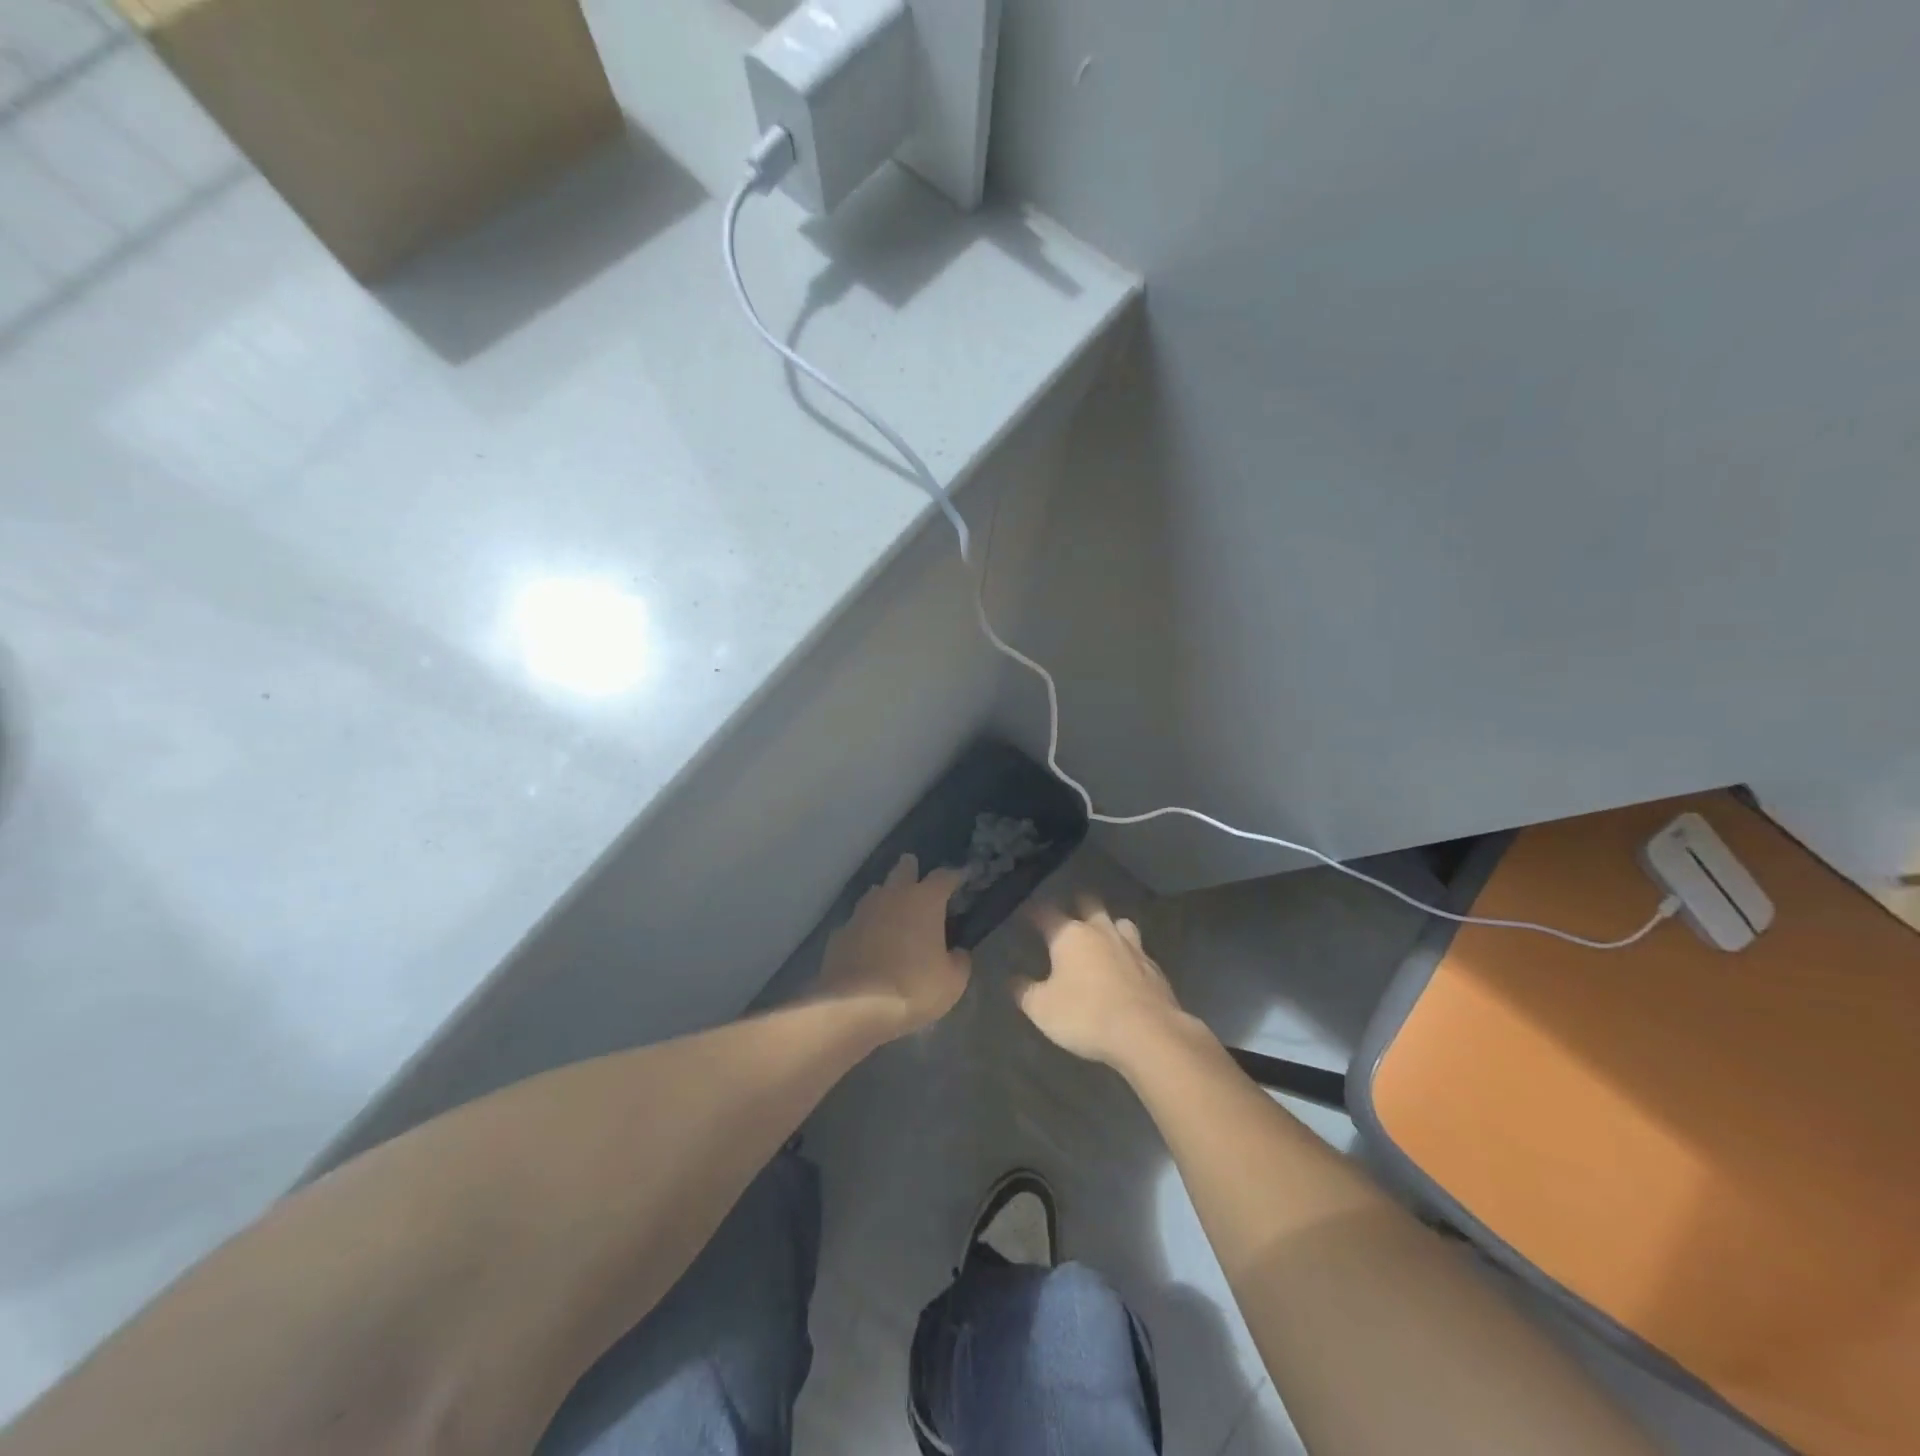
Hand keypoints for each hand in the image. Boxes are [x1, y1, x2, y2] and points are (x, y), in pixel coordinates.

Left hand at [818, 855, 969, 1036]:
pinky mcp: (840, 933)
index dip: (955, 876)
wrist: (854, 1007)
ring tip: (893, 911)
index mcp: (924, 900)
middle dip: (911, 869)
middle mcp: (892, 896)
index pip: (944, 876)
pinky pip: (857, 922)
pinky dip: (866, 928)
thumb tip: (956, 952)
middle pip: (902, 870)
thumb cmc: (913, 988)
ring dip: (886, 897)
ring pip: (876, 893)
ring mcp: (861, 912)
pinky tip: (868, 943)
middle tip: (917, 876)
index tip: (962, 878)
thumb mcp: (953, 982)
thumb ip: (959, 960)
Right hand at [1012, 897, 1191, 1070]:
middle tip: (1068, 917)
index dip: (1034, 911)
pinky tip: (1125, 968)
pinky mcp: (1154, 967)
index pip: (1046, 913)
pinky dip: (1128, 954)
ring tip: (1102, 937)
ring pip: (1119, 923)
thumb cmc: (1086, 1015)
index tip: (1026, 912)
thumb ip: (1025, 991)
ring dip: (1109, 926)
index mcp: (1070, 935)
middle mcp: (1101, 932)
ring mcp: (1132, 947)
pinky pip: (1138, 951)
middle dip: (1077, 906)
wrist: (1148, 1033)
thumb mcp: (1042, 1009)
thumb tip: (1015, 980)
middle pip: (1089, 905)